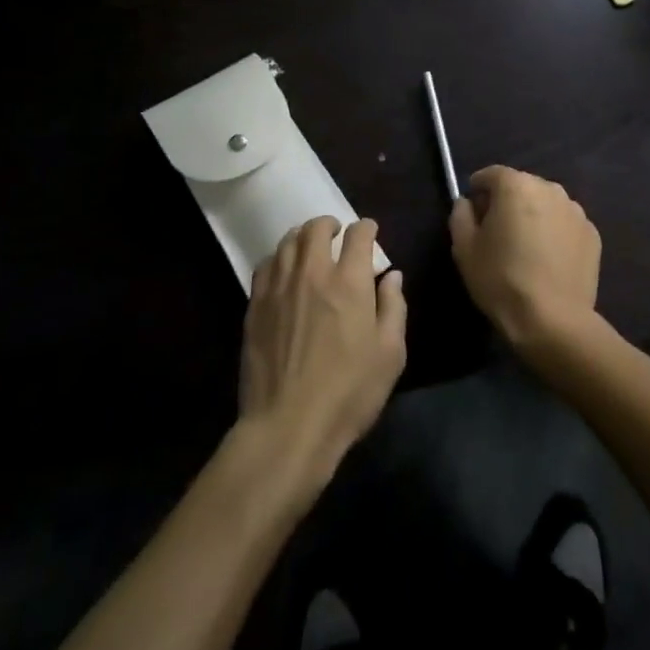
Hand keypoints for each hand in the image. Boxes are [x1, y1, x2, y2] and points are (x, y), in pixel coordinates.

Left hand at [239, 218, 406, 484]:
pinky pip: (266, 265)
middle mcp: (312, 273)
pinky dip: (279, 258)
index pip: (358, 235)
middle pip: (316, 228)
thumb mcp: (390, 354)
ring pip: (288, 242)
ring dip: (302, 236)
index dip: (366, 228)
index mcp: (349, 281)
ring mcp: (279, 287)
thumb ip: (394, 307)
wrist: (288, 426)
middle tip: (337, 233)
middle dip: (330, 224)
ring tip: (310, 246)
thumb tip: (392, 276)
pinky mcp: (256, 306)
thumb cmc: (349, 393)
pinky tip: (284, 270)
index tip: (370, 232)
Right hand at [449, 166, 600, 357]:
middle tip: (496, 231)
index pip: (491, 174)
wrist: (553, 321)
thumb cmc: (501, 280)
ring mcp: (575, 211)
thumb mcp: (464, 249)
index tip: (472, 210)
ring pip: (545, 204)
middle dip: (506, 201)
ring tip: (525, 248)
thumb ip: (460, 215)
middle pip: (521, 186)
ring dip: (533, 215)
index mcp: (516, 186)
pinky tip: (547, 260)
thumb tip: (467, 203)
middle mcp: (549, 188)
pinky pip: (564, 224)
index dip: (477, 189)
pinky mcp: (592, 234)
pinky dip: (554, 233)